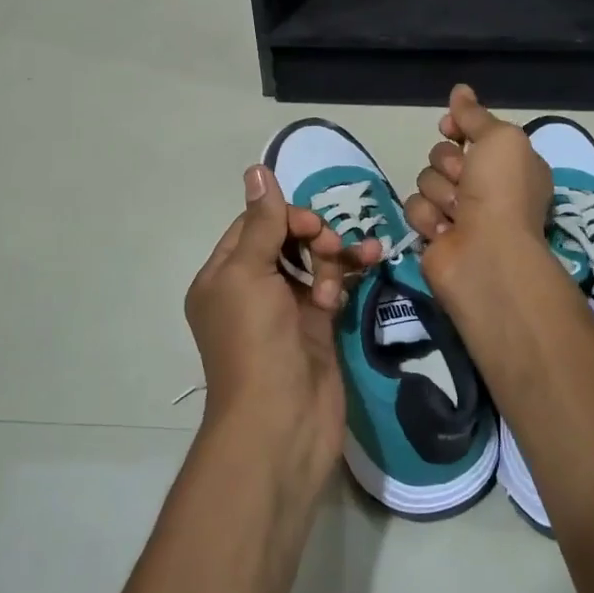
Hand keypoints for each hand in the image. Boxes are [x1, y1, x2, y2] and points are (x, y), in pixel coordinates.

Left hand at [184, 164, 380, 480]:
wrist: (282, 421)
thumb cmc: (256, 342)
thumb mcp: (248, 275)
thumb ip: (261, 224)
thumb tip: (256, 171)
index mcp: (222, 277)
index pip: (253, 226)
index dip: (283, 216)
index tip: (311, 225)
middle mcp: (251, 291)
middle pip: (285, 241)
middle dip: (313, 236)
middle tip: (330, 247)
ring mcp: (286, 310)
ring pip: (313, 262)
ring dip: (335, 255)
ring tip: (355, 261)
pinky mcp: (317, 327)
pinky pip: (334, 287)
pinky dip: (348, 274)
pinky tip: (371, 259)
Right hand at [405, 85, 553, 290]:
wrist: (486, 254)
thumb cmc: (501, 192)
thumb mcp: (500, 138)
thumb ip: (475, 115)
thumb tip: (459, 90)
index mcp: (508, 163)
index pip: (471, 132)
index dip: (458, 129)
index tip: (450, 127)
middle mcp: (485, 187)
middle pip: (442, 155)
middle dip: (449, 165)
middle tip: (466, 182)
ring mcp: (458, 212)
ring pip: (426, 180)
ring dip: (439, 193)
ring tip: (458, 214)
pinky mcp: (434, 233)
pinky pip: (414, 208)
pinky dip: (428, 217)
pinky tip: (445, 232)